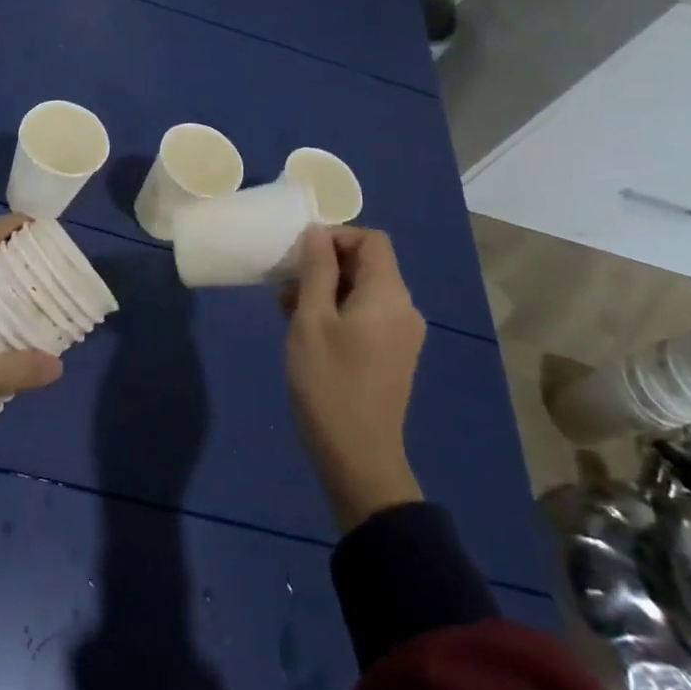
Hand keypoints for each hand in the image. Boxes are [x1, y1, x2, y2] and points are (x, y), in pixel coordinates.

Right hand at [281, 226, 425, 531]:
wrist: (358, 457)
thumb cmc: (329, 383)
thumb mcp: (311, 320)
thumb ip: (315, 270)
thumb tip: (318, 232)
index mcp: (388, 295)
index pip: (371, 240)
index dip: (336, 236)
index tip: (300, 255)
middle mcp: (403, 309)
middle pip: (368, 264)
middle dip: (326, 264)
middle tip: (286, 282)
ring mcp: (401, 335)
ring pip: (364, 291)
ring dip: (327, 289)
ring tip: (288, 308)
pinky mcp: (392, 355)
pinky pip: (367, 315)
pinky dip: (338, 311)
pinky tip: (307, 330)